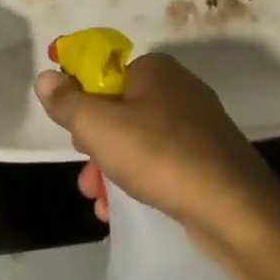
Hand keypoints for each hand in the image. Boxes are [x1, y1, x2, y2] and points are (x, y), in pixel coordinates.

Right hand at [33, 53, 279, 238]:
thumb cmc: (158, 155)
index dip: (83, 103)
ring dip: (112, 170)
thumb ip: (68, 101)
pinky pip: (162, 162)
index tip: (76, 135)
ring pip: (139, 141)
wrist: (233, 207)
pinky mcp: (209, 157)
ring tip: (101, 203)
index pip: (104, 74)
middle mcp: (179, 88)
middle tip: (89, 175)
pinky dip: (140, 181)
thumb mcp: (98, 126)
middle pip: (119, 110)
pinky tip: (124, 211)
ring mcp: (198, 124)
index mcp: (155, 69)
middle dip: (96, 146)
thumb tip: (46, 77)